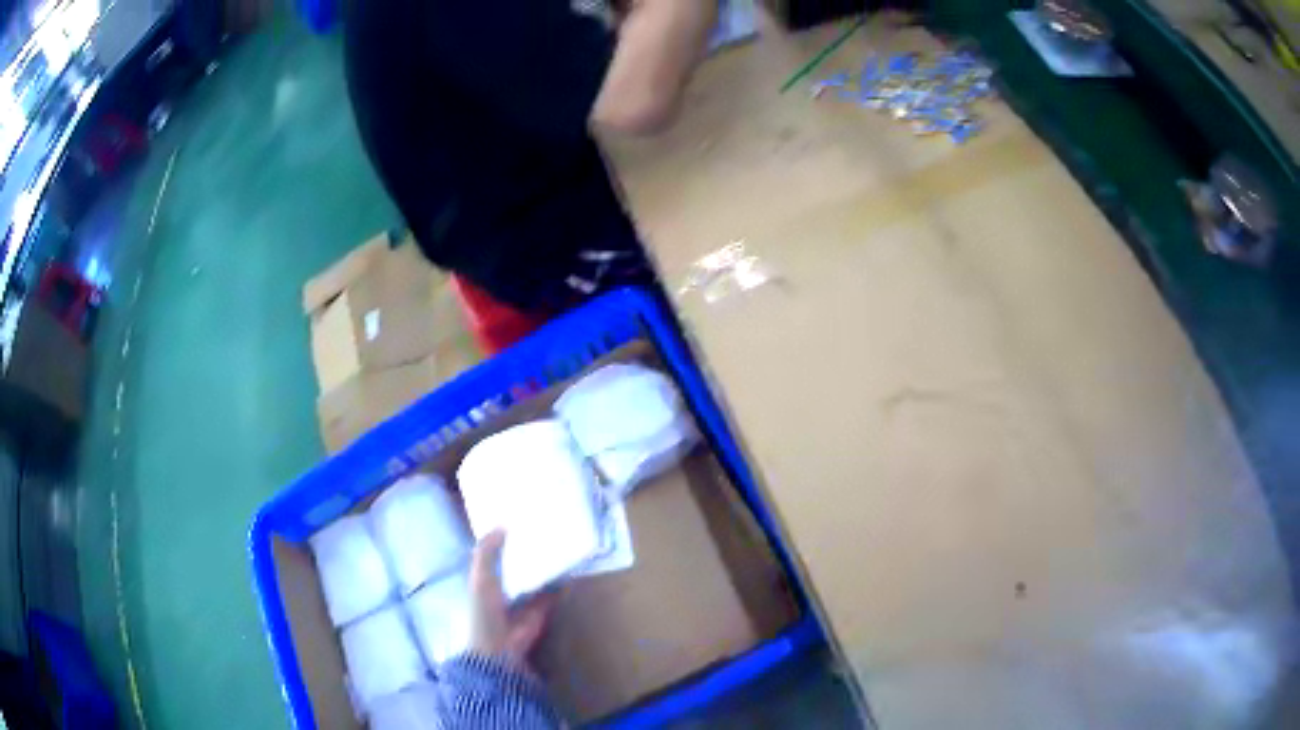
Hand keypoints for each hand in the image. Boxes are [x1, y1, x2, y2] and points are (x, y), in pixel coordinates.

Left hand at [468, 530, 554, 666]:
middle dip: (526, 549)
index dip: (501, 539)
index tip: (514, 518)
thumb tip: (501, 525)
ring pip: (535, 576)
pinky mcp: (540, 610)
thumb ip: (486, 552)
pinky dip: (560, 583)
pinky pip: (552, 593)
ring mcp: (523, 598)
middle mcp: (503, 586)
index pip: (493, 554)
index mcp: (484, 578)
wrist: (499, 646)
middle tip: (542, 526)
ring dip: (544, 564)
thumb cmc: (484, 610)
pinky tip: (570, 567)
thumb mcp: (480, 578)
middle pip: (516, 563)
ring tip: (558, 541)